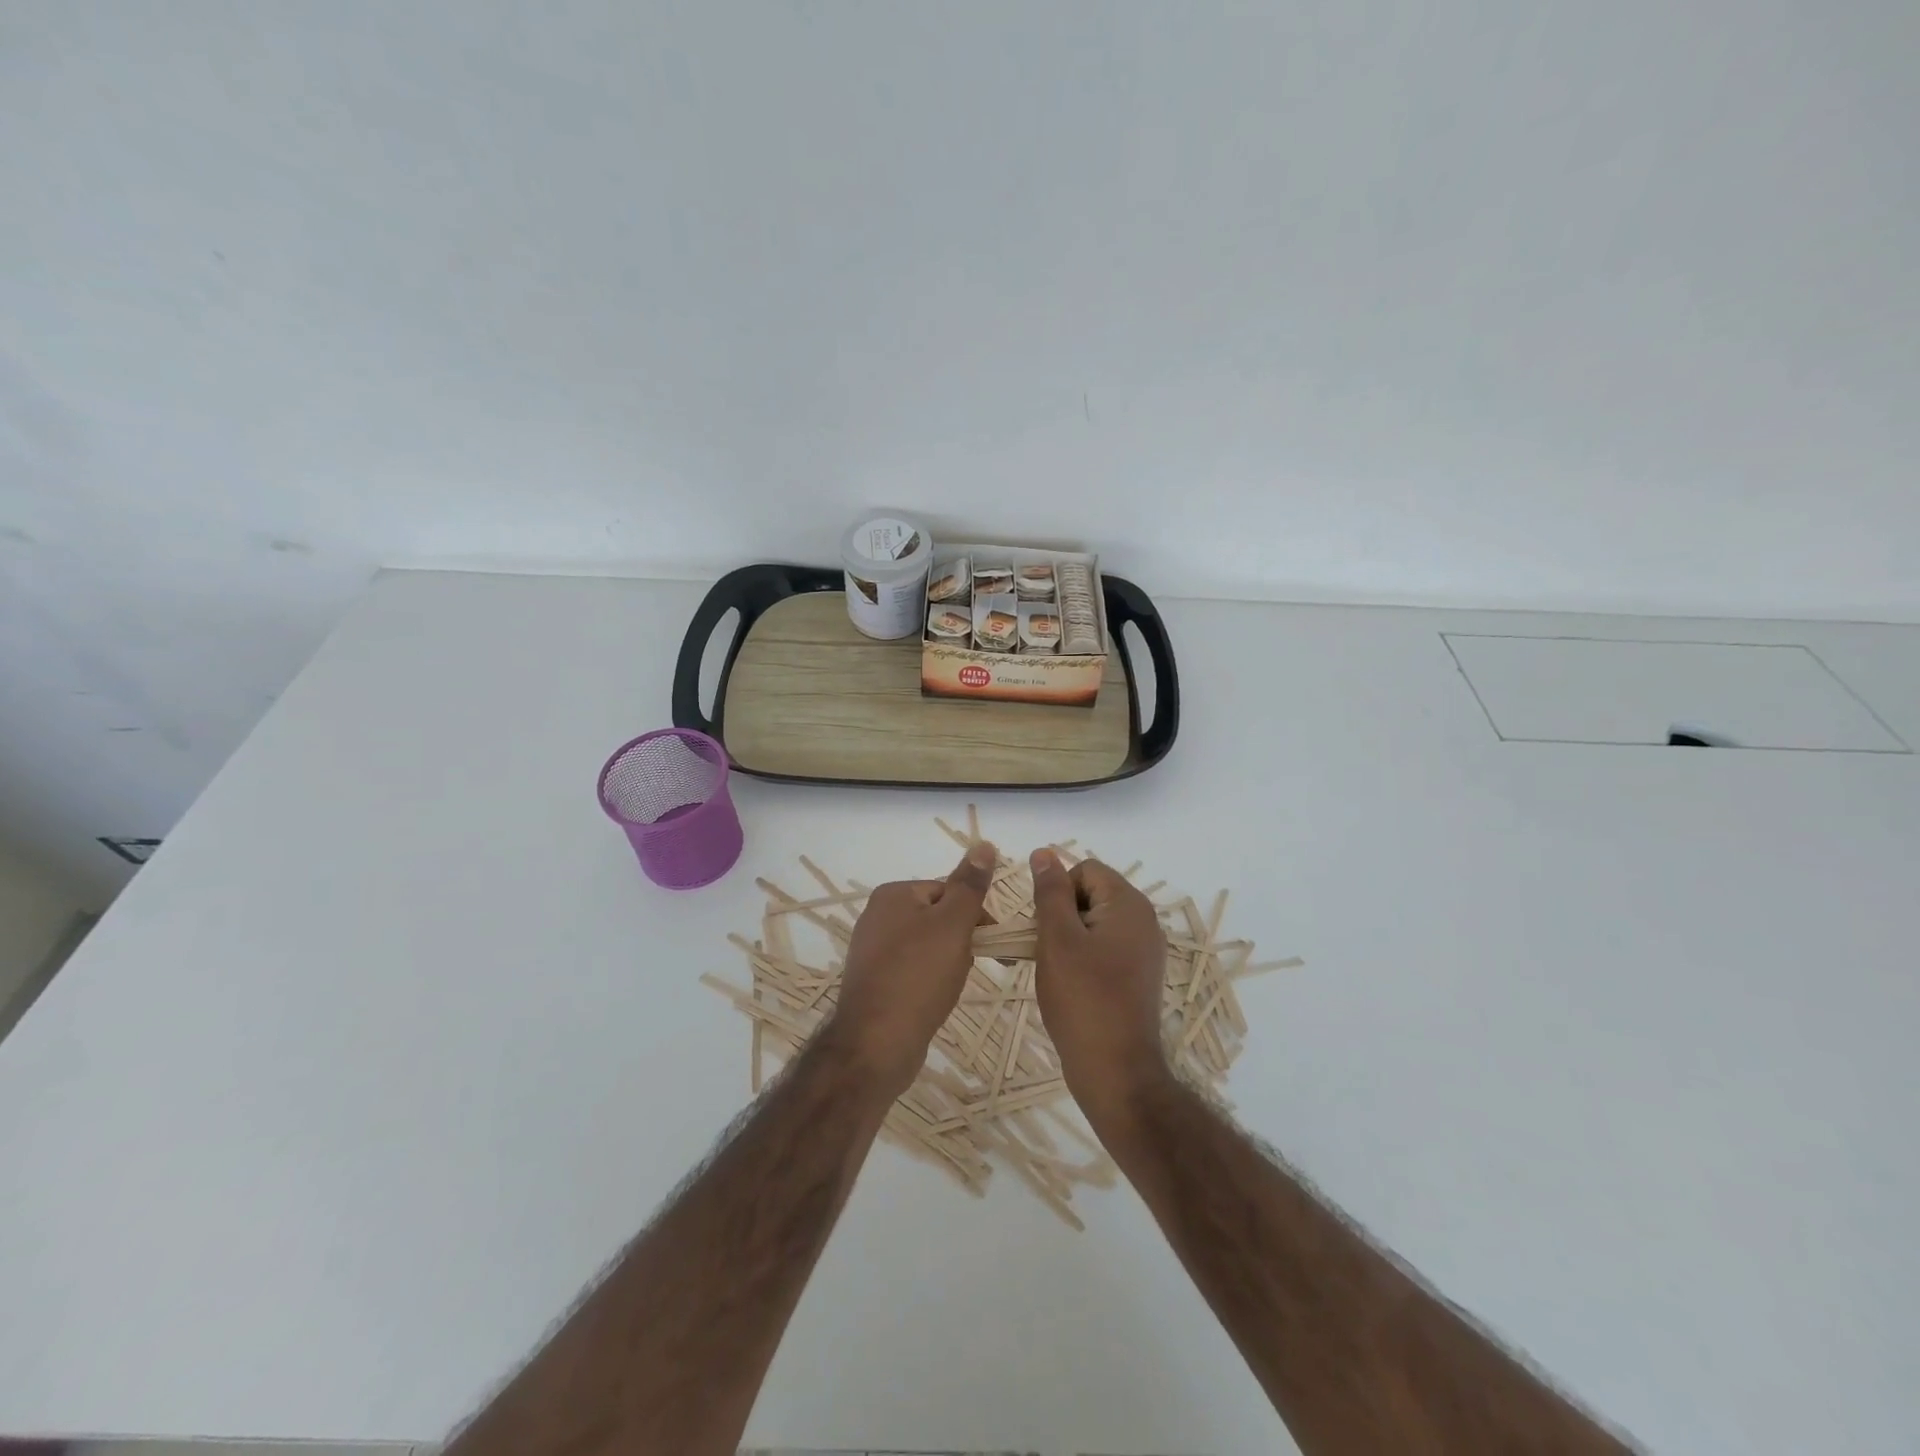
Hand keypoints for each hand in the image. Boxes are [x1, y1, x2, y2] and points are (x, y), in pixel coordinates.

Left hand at [827, 842, 997, 1098]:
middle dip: (960, 939)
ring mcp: (872, 951)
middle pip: (938, 916)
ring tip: (950, 986)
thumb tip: (984, 844)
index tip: (991, 939)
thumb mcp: (952, 924)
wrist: (876, 1044)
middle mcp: (877, 916)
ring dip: (948, 961)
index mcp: (893, 894)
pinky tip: (934, 1000)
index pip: (947, 889)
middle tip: (968, 966)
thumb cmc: (918, 976)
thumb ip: (970, 885)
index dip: (974, 913)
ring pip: (928, 945)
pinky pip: (913, 970)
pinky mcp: (874, 981)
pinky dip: (929, 980)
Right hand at [1030, 848, 1171, 1130]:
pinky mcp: (1138, 974)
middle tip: (1045, 949)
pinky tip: (1070, 984)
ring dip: (1067, 937)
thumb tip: (1044, 852)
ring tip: (1054, 969)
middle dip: (1061, 914)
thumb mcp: (1057, 939)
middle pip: (1090, 894)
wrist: (1116, 1071)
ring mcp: (1144, 949)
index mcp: (1129, 904)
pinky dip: (1082, 956)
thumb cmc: (1083, 999)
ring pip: (1093, 922)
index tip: (1043, 927)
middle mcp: (1143, 920)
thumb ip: (1050, 892)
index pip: (1084, 870)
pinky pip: (1104, 946)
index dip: (1057, 892)